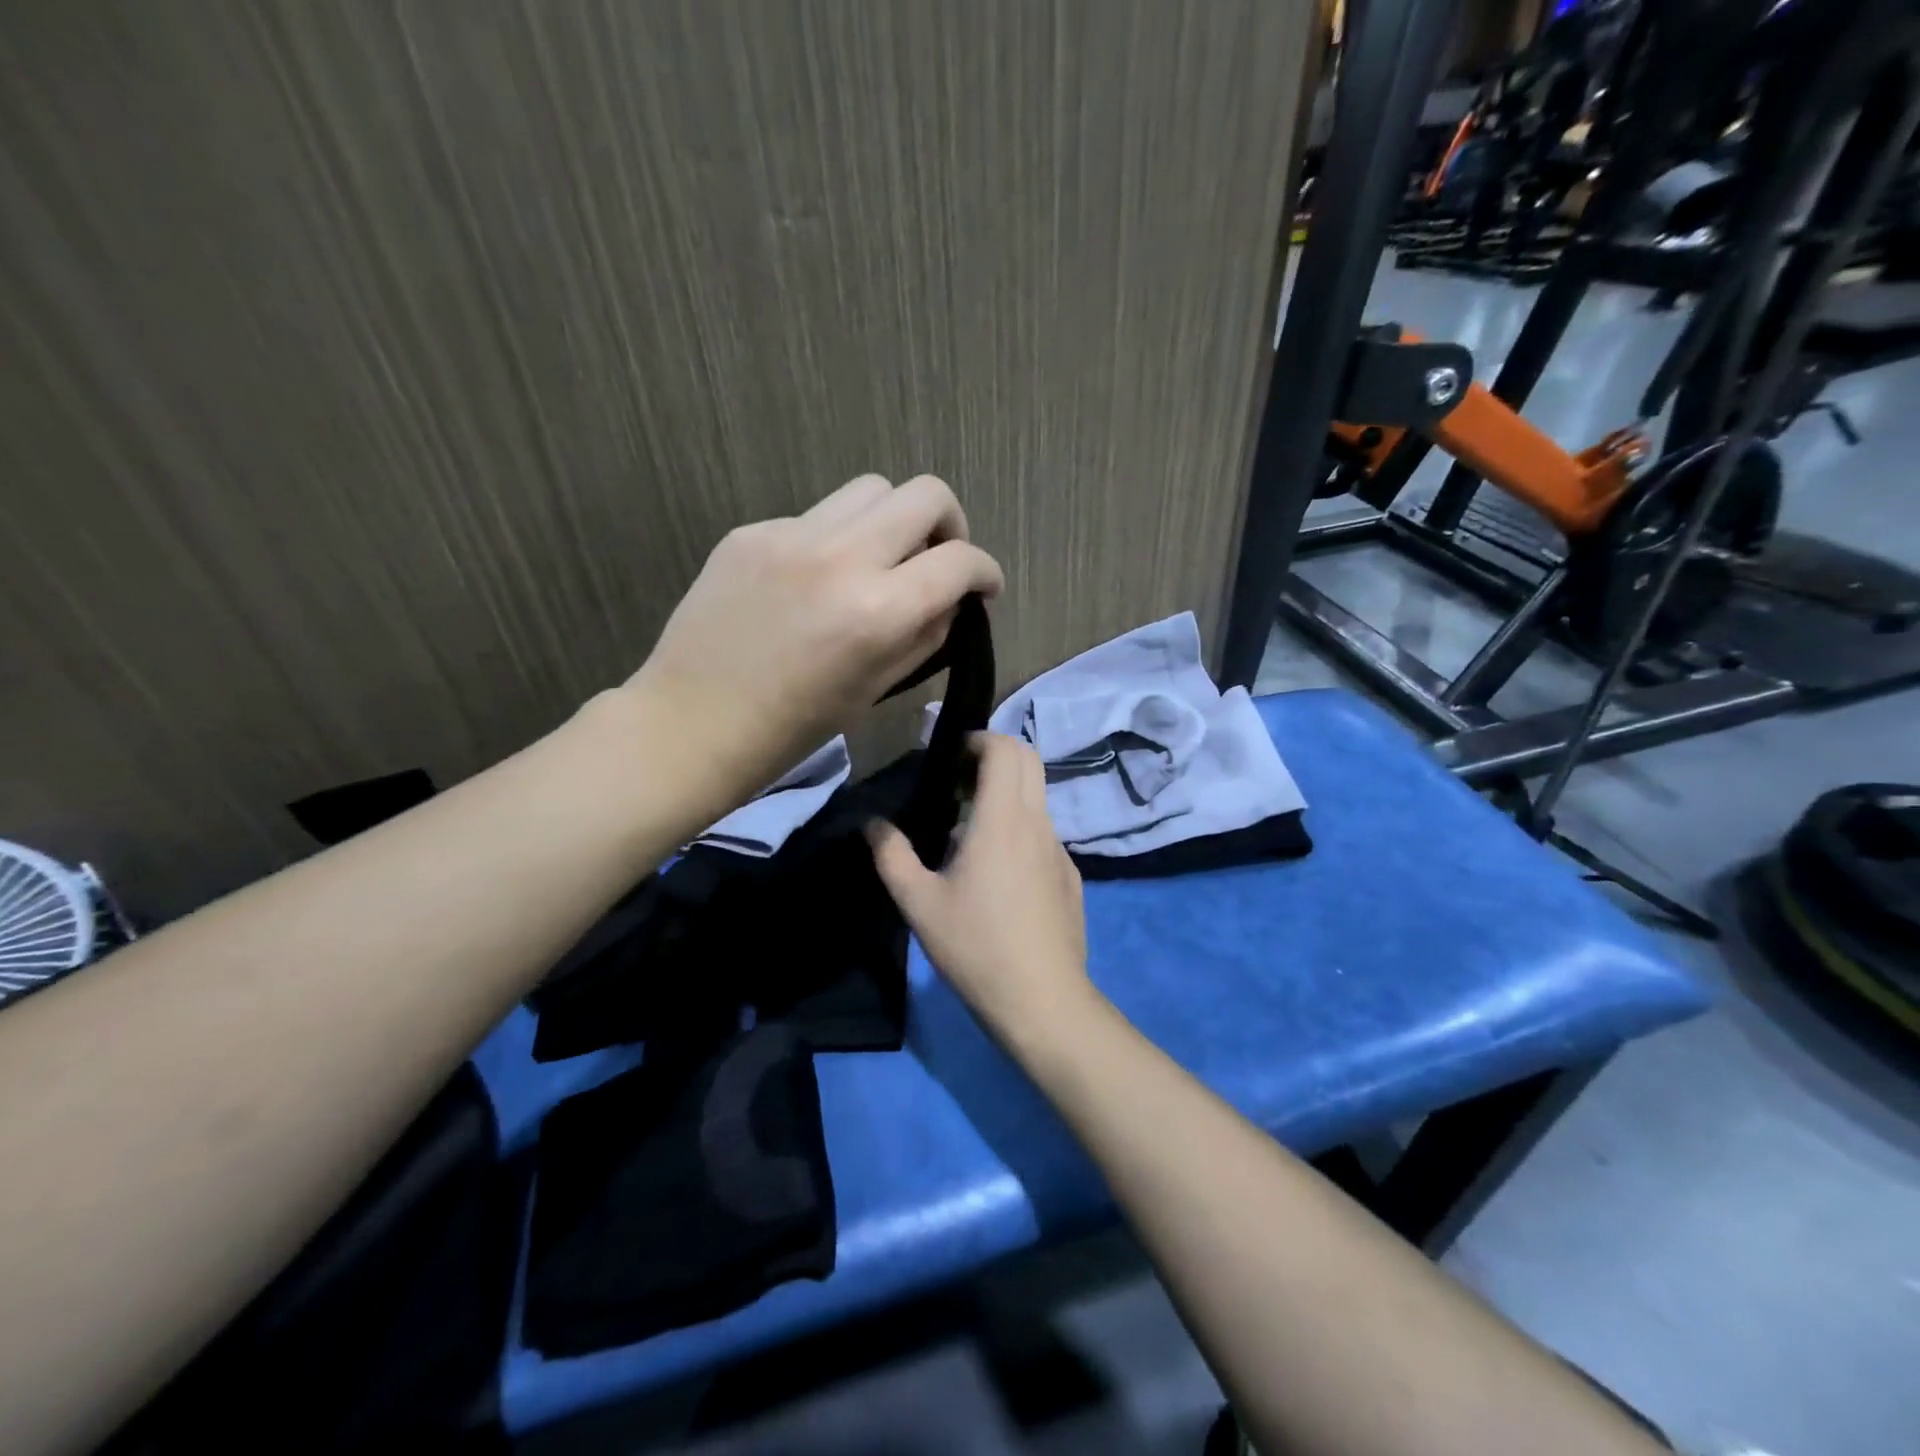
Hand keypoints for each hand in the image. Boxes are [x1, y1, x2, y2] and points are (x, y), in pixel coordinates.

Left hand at [625, 474, 1003, 809]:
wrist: (691, 722)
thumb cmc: (793, 728)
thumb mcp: (875, 689)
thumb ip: (925, 635)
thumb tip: (950, 600)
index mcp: (879, 611)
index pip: (960, 561)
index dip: (985, 572)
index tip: (983, 587)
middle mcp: (841, 557)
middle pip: (926, 494)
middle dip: (950, 524)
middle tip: (939, 559)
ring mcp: (790, 535)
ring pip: (872, 489)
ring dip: (893, 520)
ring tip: (880, 561)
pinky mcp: (751, 531)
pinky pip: (816, 516)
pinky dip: (836, 540)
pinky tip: (816, 580)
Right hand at [868, 733, 1094, 1039]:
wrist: (1042, 999)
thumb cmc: (976, 947)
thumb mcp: (919, 904)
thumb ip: (892, 855)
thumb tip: (873, 824)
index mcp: (1002, 820)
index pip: (1005, 748)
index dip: (979, 740)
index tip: (951, 758)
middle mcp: (1038, 823)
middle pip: (1029, 760)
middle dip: (996, 755)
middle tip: (960, 783)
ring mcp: (1060, 849)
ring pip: (1038, 797)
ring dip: (1007, 794)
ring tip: (970, 832)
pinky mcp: (1070, 874)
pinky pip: (1044, 832)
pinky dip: (1020, 828)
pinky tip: (998, 874)